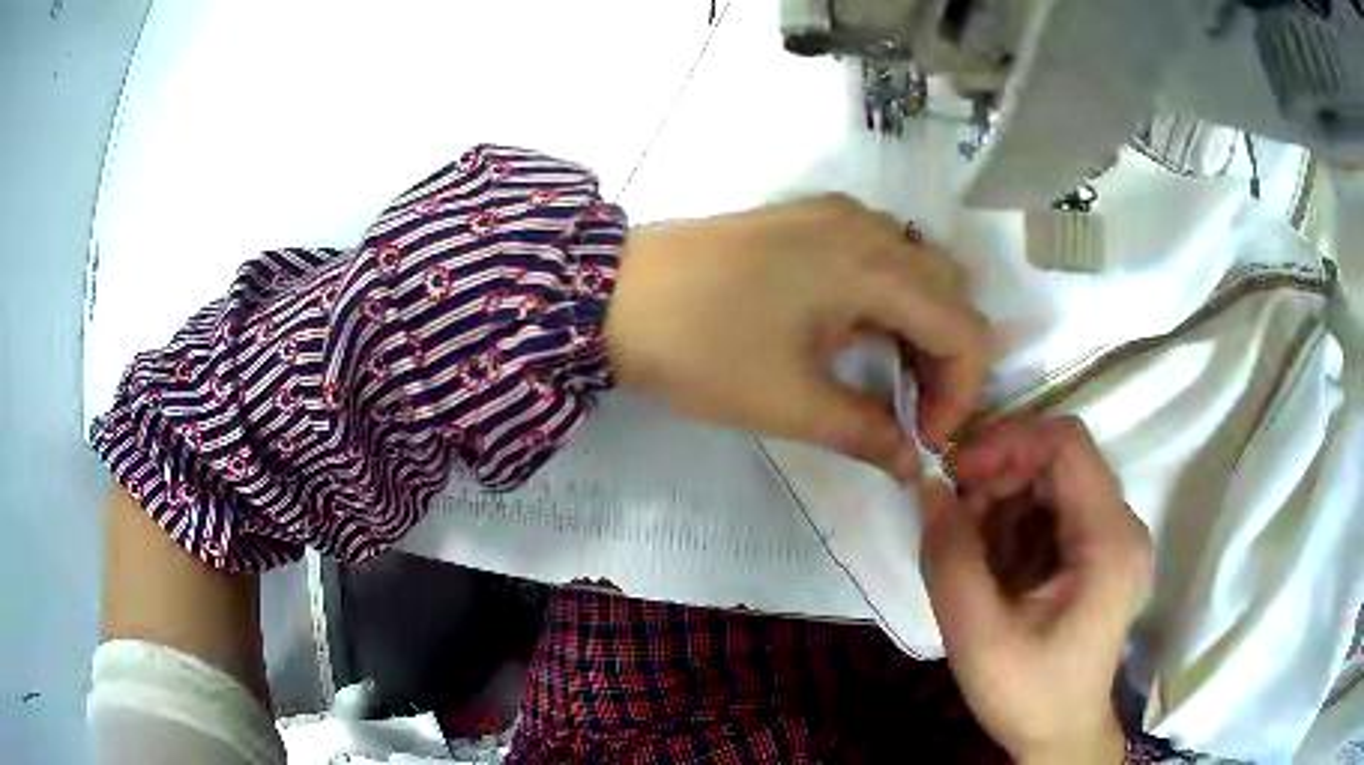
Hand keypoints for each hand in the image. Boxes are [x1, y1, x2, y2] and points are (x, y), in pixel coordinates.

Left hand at [604, 195, 990, 480]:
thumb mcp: (790, 403)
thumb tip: (912, 466)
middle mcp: (869, 226)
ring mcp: (836, 213)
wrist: (613, 294)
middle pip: (952, 292)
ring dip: (922, 324)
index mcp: (874, 267)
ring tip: (887, 373)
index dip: (961, 392)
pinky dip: (891, 295)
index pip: (965, 329)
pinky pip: (881, 251)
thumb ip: (867, 434)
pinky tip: (857, 329)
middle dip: (948, 357)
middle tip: (911, 407)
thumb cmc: (702, 348)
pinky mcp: (807, 216)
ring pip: (920, 268)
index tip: (924, 438)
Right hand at [917, 418, 1152, 763]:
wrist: (1062, 736)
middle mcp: (1123, 526)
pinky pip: (1055, 513)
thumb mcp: (978, 637)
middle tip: (954, 519)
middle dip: (1000, 478)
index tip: (956, 473)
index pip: (1066, 444)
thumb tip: (929, 488)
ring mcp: (1115, 539)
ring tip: (970, 552)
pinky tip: (994, 567)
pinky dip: (1016, 527)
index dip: (1008, 443)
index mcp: (1110, 541)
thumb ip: (950, 560)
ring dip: (1004, 505)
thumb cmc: (1028, 695)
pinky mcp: (1102, 554)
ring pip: (1053, 484)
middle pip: (1059, 461)